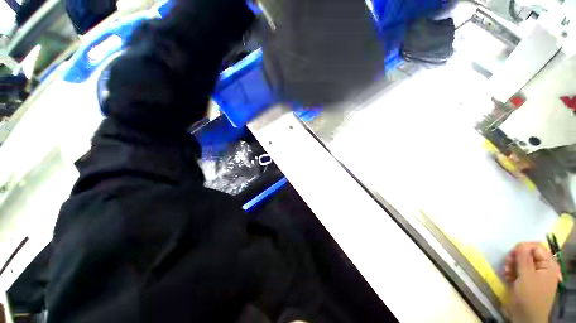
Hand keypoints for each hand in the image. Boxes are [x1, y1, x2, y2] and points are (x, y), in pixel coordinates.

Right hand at [504, 242, 560, 322]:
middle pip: (528, 253)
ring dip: (512, 264)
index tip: (512, 254)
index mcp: (548, 265)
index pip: (536, 247)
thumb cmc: (529, 296)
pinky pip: (519, 269)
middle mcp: (543, 267)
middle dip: (516, 257)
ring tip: (507, 272)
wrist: (526, 317)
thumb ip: (524, 258)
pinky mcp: (527, 279)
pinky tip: (508, 276)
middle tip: (508, 264)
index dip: (523, 248)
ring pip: (521, 261)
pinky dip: (512, 271)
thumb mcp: (526, 276)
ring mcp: (535, 274)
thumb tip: (519, 244)